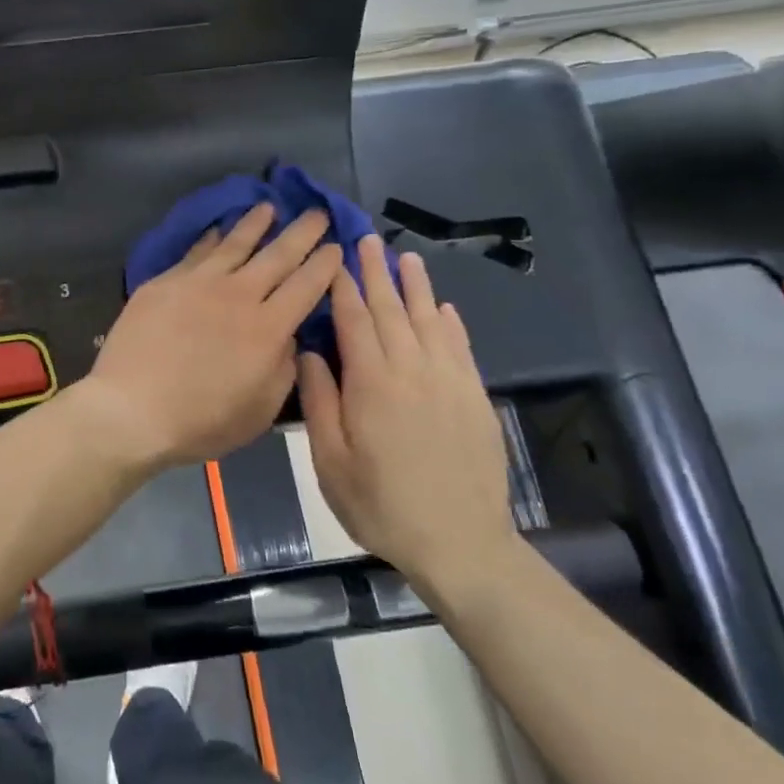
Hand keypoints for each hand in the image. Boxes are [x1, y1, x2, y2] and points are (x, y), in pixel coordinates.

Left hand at [80, 205, 341, 471]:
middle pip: (277, 255)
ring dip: (256, 224)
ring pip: (234, 244)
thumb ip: (283, 368)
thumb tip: (289, 336)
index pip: (306, 285)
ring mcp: (198, 283)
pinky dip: (212, 238)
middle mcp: (238, 295)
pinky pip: (196, 252)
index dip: (325, 264)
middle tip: (318, 212)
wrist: (131, 408)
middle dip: (302, 232)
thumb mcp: (260, 410)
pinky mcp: (165, 282)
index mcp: (268, 328)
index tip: (336, 247)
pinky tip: (217, 230)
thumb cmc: (200, 420)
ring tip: (268, 207)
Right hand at [297, 239, 514, 600]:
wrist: (459, 543)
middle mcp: (412, 370)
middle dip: (376, 272)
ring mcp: (449, 381)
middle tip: (366, 240)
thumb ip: (319, 400)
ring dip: (416, 286)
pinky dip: (450, 322)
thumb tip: (309, 351)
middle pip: (392, 310)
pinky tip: (444, 307)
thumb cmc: (380, 503)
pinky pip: (460, 347)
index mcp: (372, 382)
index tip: (334, 258)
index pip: (354, 320)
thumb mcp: (330, 460)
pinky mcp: (474, 398)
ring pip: (430, 320)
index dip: (342, 286)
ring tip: (405, 257)